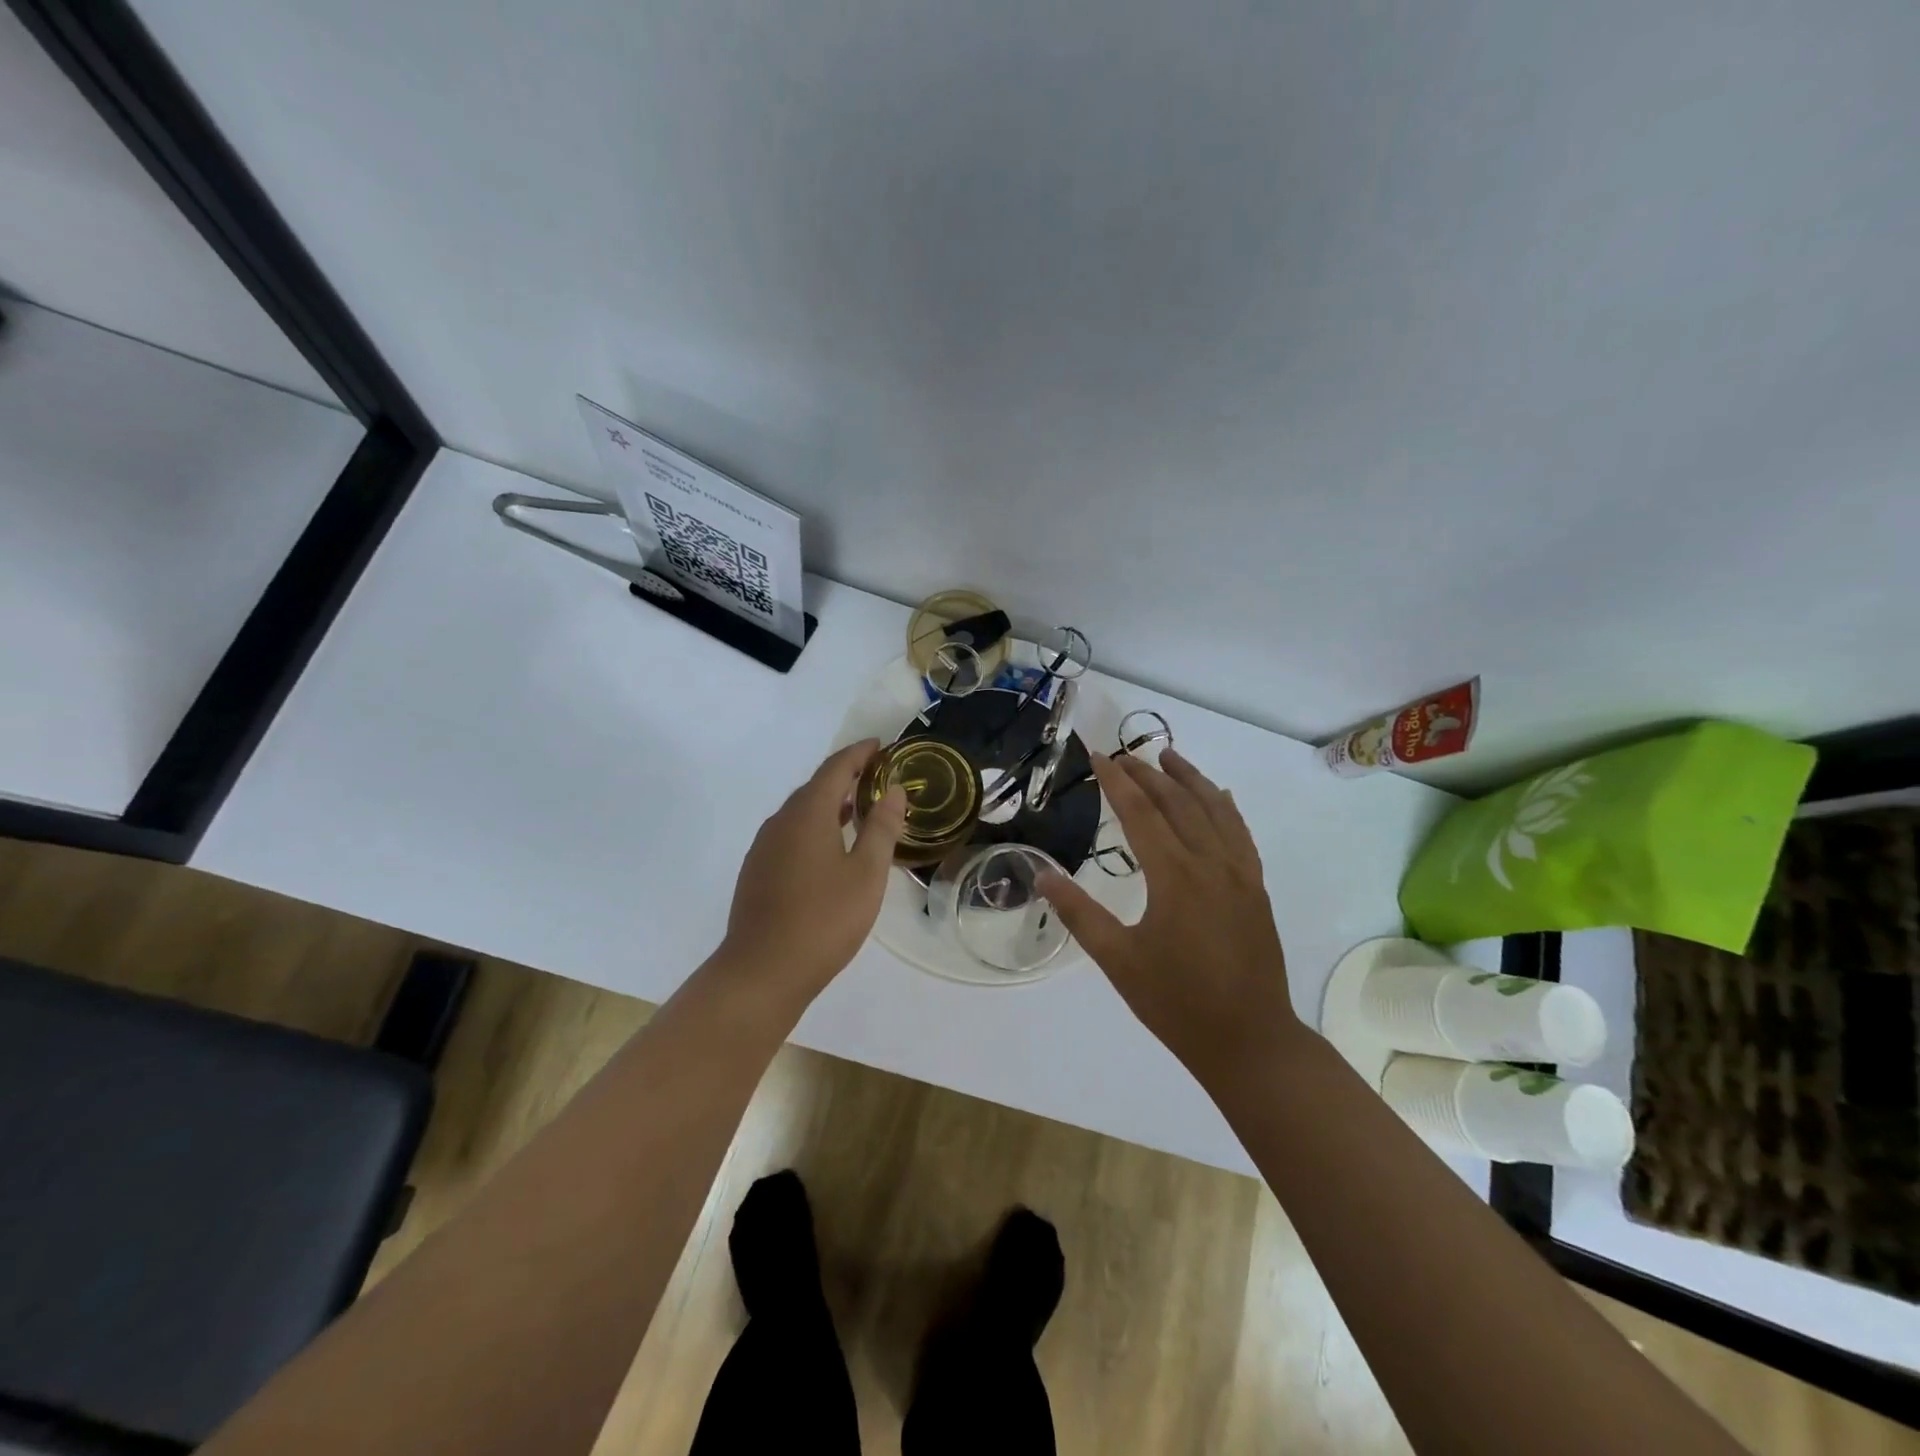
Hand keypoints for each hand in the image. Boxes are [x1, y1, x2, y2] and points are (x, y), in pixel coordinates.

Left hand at [716, 740, 906, 1003]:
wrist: (761, 972)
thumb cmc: (823, 920)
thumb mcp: (866, 874)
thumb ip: (881, 828)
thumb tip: (892, 790)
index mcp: (808, 814)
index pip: (835, 768)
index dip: (859, 753)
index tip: (881, 745)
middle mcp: (780, 822)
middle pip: (815, 787)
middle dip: (845, 776)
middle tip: (876, 777)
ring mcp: (764, 848)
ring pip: (800, 812)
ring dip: (829, 803)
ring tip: (858, 809)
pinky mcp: (757, 872)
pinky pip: (790, 834)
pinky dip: (815, 827)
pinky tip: (830, 849)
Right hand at [1036, 749, 1301, 1076]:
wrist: (1249, 1040)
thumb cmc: (1177, 1002)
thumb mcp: (1118, 960)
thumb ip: (1079, 914)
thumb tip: (1041, 877)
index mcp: (1174, 876)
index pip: (1140, 812)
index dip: (1117, 780)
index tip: (1098, 755)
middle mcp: (1210, 862)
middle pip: (1177, 802)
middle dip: (1148, 773)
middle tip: (1122, 754)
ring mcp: (1240, 873)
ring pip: (1214, 809)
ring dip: (1190, 779)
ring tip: (1168, 756)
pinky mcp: (1256, 888)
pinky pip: (1240, 833)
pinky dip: (1225, 807)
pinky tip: (1218, 796)